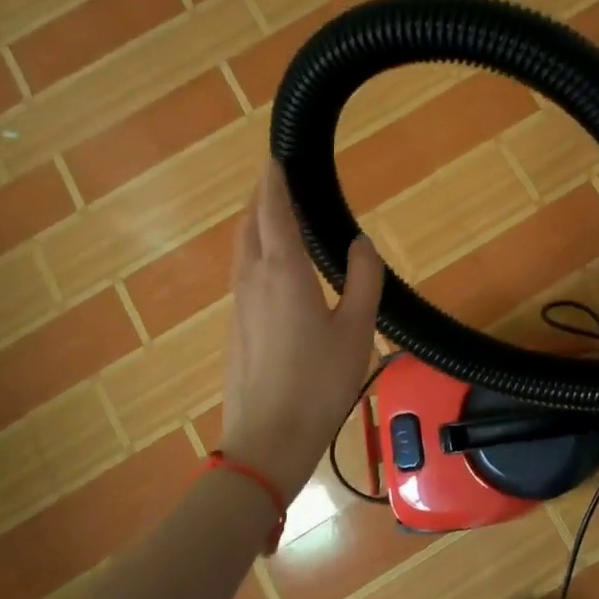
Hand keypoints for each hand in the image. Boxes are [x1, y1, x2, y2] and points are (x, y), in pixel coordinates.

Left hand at [221, 161, 383, 500]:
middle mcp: (252, 278)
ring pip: (241, 248)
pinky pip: (241, 272)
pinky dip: (253, 251)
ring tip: (272, 213)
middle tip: (276, 178)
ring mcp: (238, 304)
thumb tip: (362, 243)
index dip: (272, 181)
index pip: (272, 211)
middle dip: (260, 196)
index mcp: (283, 271)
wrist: (266, 441)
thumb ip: (364, 280)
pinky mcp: (234, 326)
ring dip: (253, 222)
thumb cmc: (319, 382)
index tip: (275, 157)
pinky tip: (270, 266)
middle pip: (249, 223)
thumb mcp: (357, 330)